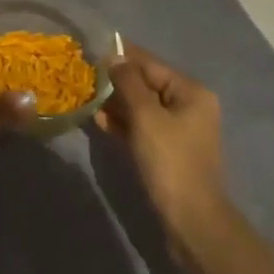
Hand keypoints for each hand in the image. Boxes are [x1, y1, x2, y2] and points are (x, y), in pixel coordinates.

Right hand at [94, 44, 231, 256]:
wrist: (191, 222)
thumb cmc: (170, 161)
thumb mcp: (146, 116)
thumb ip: (128, 82)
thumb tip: (113, 58)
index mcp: (191, 92)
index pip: (150, 64)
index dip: (120, 56)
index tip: (90, 50)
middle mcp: (188, 106)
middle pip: (145, 84)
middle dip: (115, 81)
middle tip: (83, 76)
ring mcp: (178, 130)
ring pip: (140, 107)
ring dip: (114, 103)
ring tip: (85, 97)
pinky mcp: (166, 151)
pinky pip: (141, 127)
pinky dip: (121, 123)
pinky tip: (97, 121)